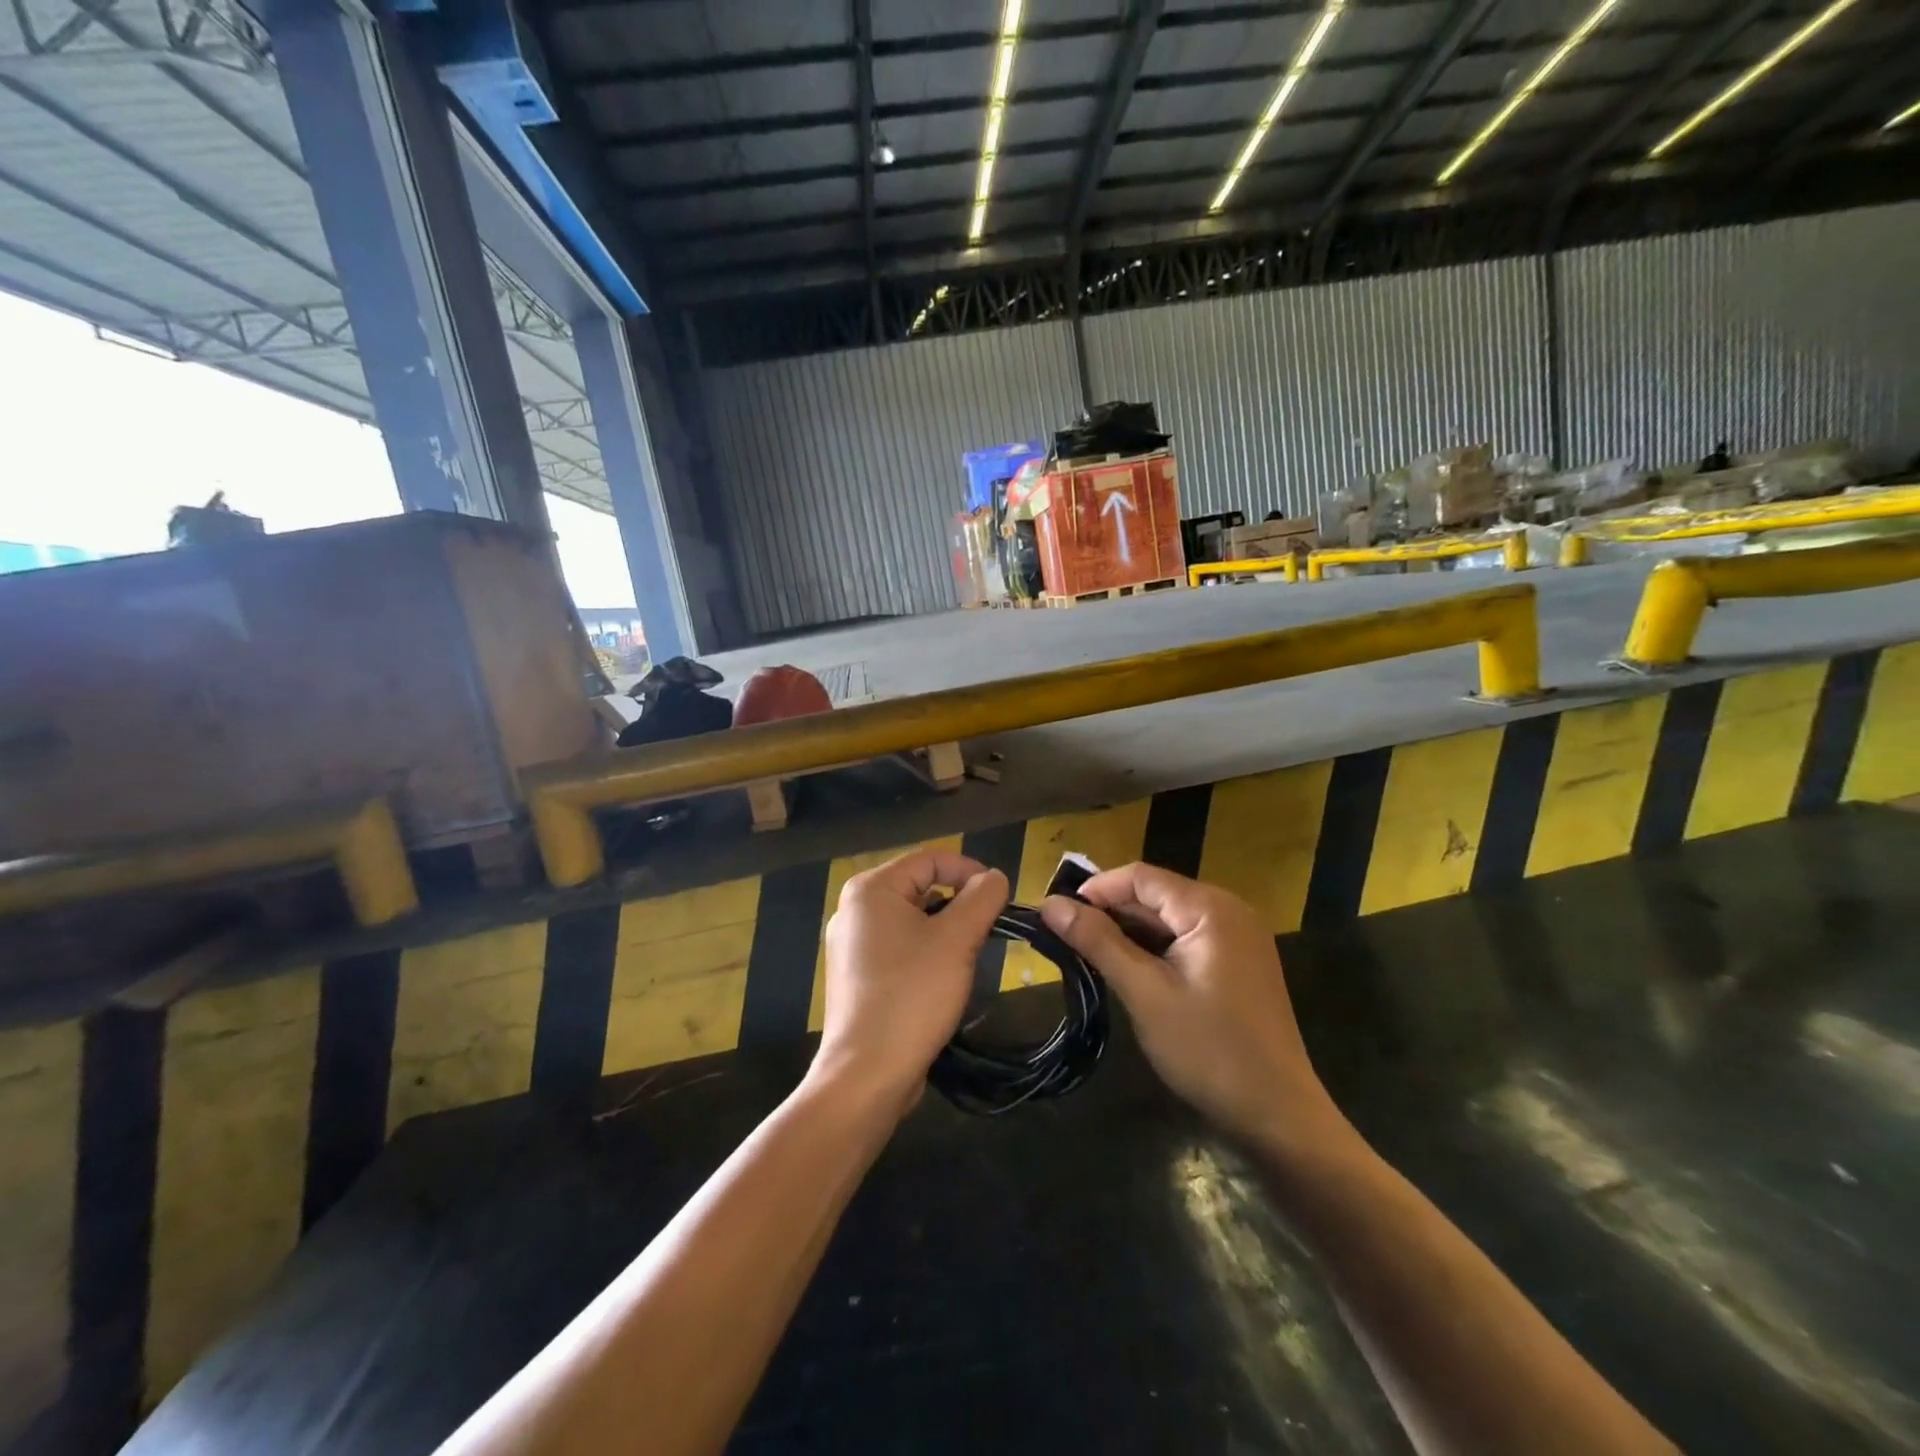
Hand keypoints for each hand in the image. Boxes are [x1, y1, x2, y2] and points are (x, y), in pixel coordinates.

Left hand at [814, 851, 1008, 1114]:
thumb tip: (994, 877)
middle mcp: (853, 909)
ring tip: (967, 957)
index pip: (930, 859)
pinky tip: (941, 980)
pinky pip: (899, 948)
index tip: (1001, 897)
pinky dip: (925, 953)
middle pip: (920, 887)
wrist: (867, 1074)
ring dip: (944, 931)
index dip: (969, 871)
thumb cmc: (912, 995)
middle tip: (987, 930)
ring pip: (912, 920)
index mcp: (870, 889)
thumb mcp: (957, 940)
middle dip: (958, 904)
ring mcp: (851, 945)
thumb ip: (981, 898)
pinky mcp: (857, 976)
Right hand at [1041, 863, 1347, 1152]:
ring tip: (1089, 955)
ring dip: (1129, 932)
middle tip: (1065, 939)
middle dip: (1110, 912)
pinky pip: (1186, 940)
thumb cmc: (1209, 1050)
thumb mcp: (1145, 993)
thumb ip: (1098, 942)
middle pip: (1155, 895)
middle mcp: (1229, 911)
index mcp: (1210, 908)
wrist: (1279, 1116)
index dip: (1095, 889)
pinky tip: (1130, 971)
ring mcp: (1238, 938)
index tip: (1057, 915)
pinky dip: (1154, 949)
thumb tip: (1050, 904)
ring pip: (1169, 919)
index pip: (1140, 877)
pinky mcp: (1239, 964)